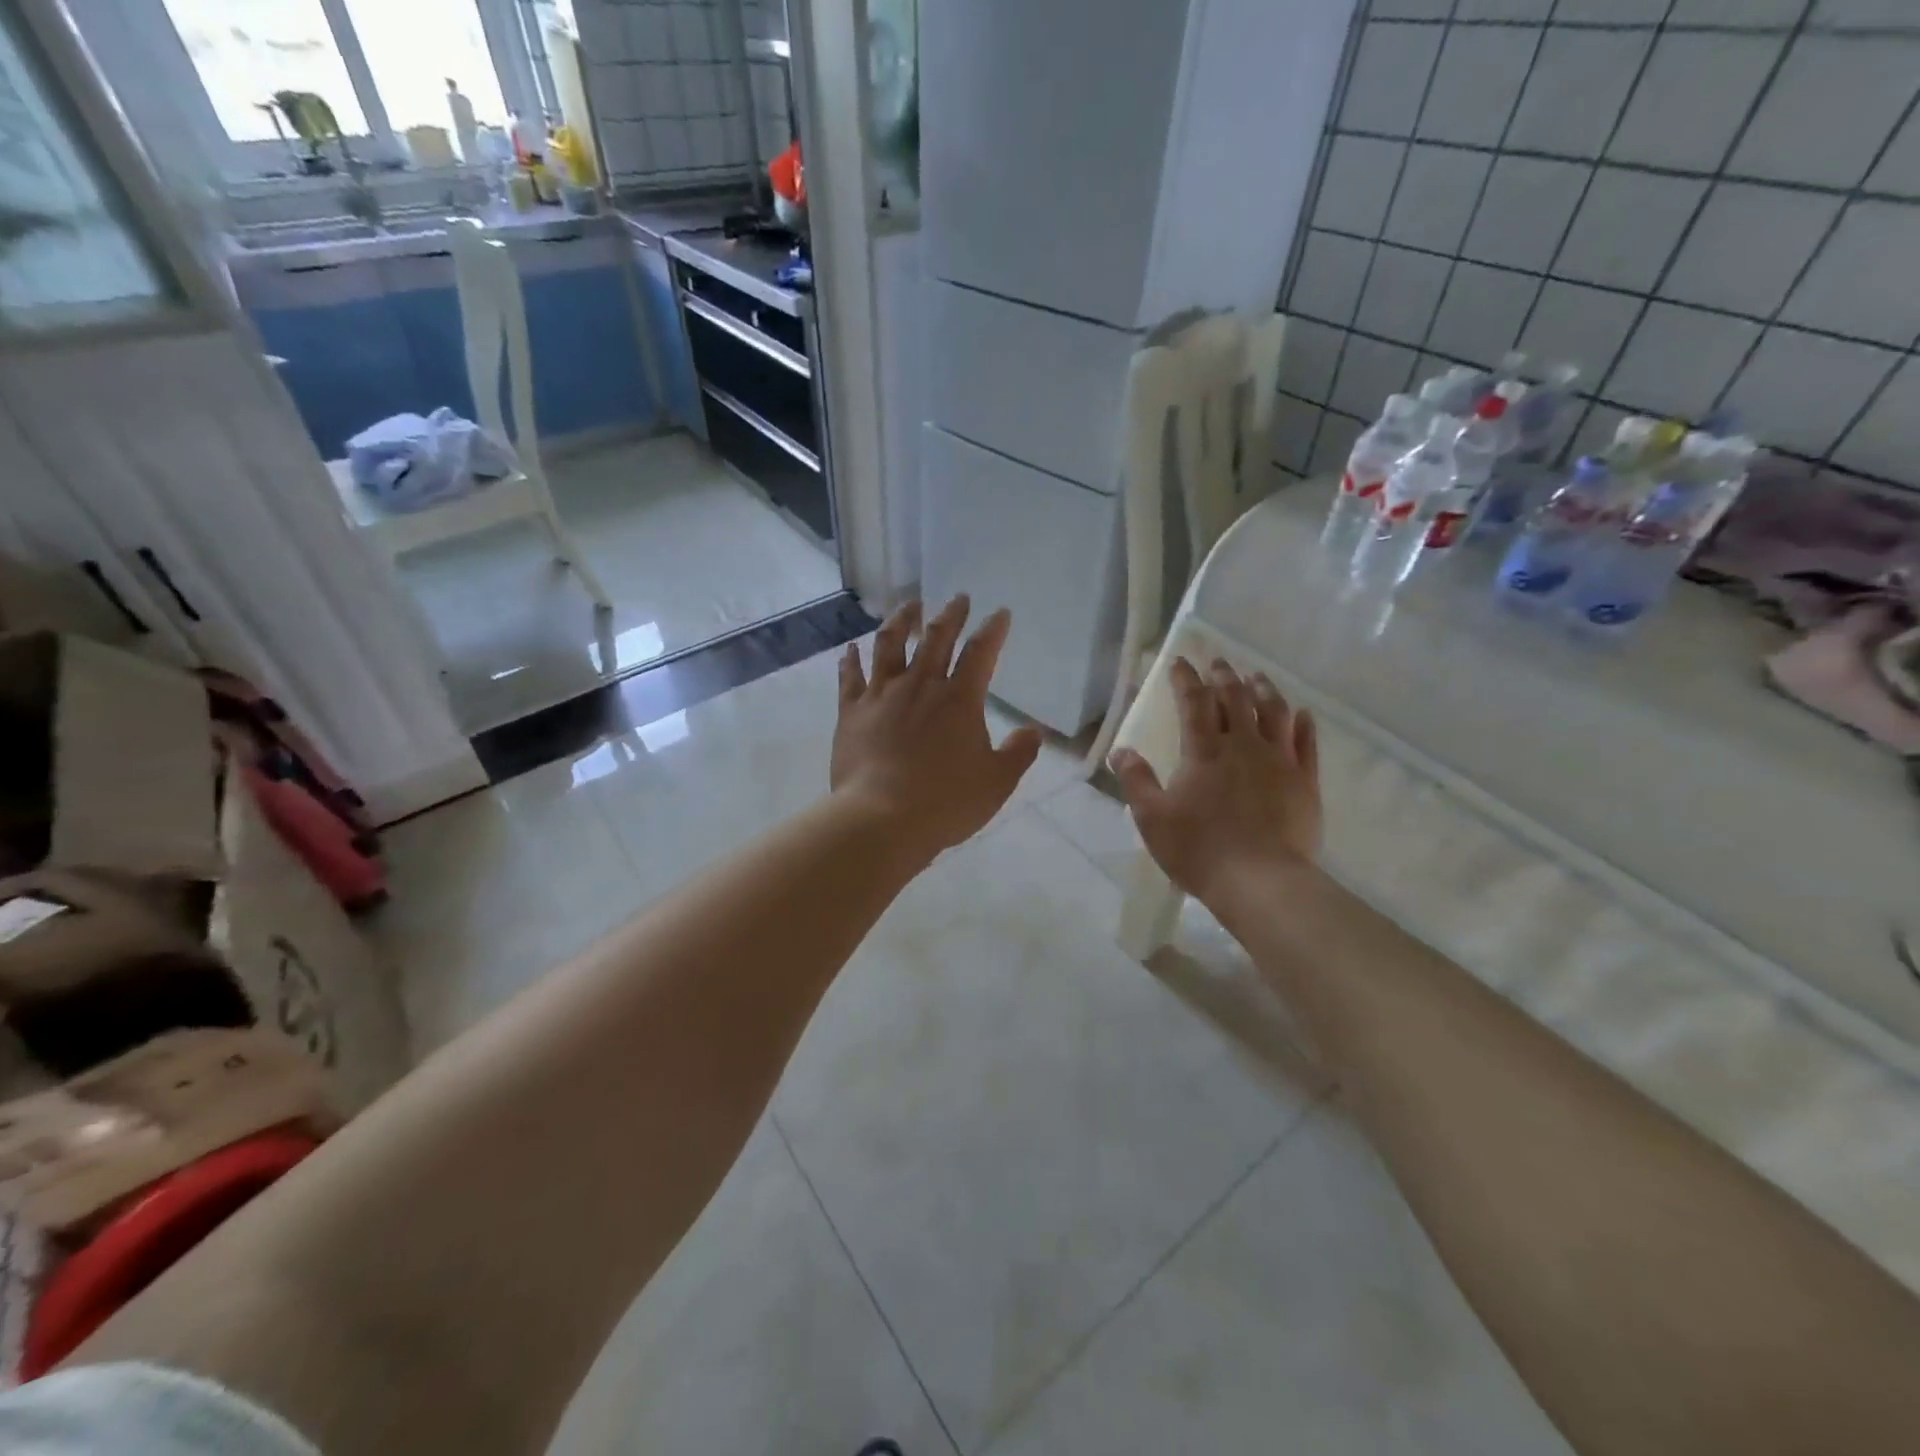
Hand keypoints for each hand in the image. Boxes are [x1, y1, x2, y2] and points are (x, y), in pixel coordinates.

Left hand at [831, 596, 1043, 860]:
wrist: (882, 819)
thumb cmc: (946, 803)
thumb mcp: (997, 783)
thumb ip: (1019, 753)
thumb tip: (1035, 731)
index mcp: (960, 700)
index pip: (981, 653)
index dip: (993, 630)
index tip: (1000, 613)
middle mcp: (920, 686)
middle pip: (936, 638)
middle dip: (951, 615)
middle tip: (959, 598)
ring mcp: (882, 695)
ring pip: (889, 645)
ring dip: (901, 621)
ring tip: (909, 606)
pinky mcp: (851, 712)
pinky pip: (850, 677)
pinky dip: (850, 660)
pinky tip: (850, 648)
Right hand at [1110, 658, 1320, 908]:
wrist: (1261, 882)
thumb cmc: (1199, 850)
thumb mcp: (1152, 819)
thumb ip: (1136, 781)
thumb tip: (1122, 750)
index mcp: (1204, 751)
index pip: (1193, 702)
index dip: (1186, 679)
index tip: (1180, 662)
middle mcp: (1243, 745)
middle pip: (1235, 699)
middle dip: (1224, 677)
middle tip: (1218, 662)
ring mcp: (1279, 761)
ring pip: (1274, 712)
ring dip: (1264, 690)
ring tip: (1257, 676)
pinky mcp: (1305, 782)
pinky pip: (1307, 743)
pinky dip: (1303, 724)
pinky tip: (1302, 713)